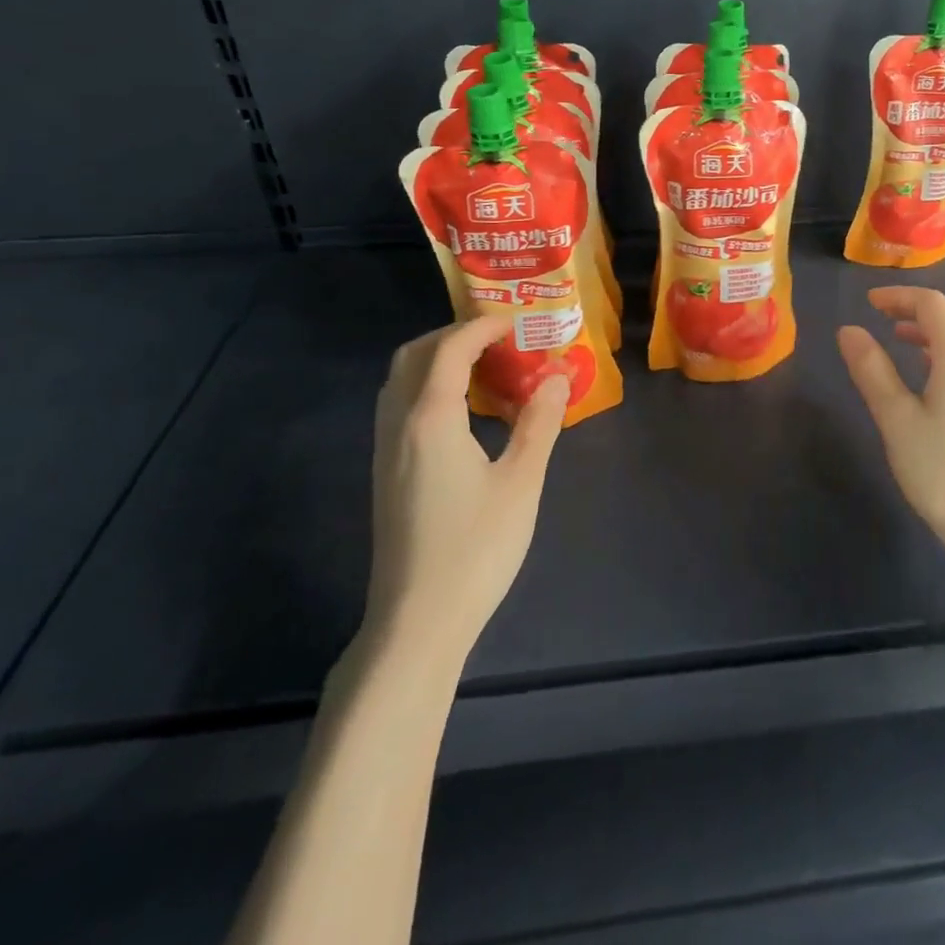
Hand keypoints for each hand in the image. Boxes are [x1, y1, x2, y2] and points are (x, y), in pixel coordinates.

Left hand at [358, 317, 567, 697]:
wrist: (417, 622)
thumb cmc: (475, 549)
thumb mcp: (521, 482)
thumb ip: (540, 423)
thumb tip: (558, 376)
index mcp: (431, 419)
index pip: (449, 350)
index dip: (481, 327)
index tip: (516, 323)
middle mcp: (398, 425)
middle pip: (412, 356)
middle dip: (452, 336)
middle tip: (498, 340)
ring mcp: (386, 451)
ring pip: (399, 381)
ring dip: (436, 360)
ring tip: (484, 368)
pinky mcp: (386, 474)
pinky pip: (400, 407)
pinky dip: (428, 387)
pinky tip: (464, 412)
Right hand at [837, 287, 944, 564]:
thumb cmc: (942, 470)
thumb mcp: (896, 419)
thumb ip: (871, 370)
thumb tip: (849, 330)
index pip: (932, 303)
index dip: (898, 296)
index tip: (867, 303)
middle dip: (914, 307)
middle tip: (879, 316)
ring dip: (931, 327)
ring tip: (897, 337)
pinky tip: (926, 369)